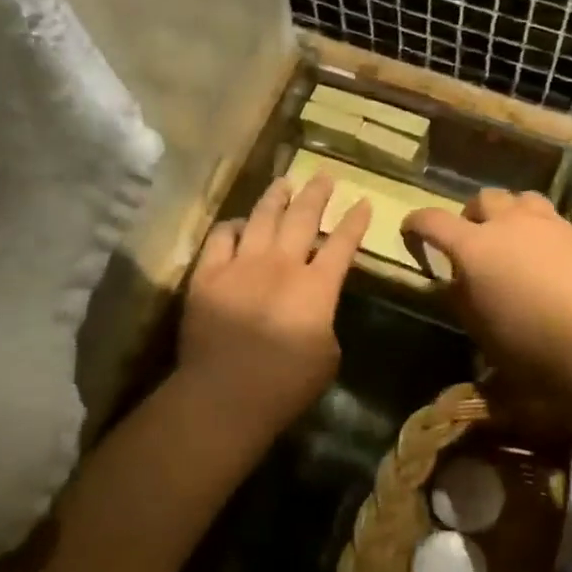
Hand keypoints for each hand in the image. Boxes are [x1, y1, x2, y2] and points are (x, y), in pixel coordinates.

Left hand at [178, 174, 368, 433]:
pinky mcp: (207, 275)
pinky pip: (221, 237)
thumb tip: (314, 309)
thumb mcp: (327, 356)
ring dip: (276, 197)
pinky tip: (239, 224)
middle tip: (324, 177)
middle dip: (317, 194)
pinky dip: (233, 226)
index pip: (342, 245)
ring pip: (261, 218)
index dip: (355, 222)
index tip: (363, 202)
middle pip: (302, 218)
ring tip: (285, 182)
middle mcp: (281, 265)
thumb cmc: (286, 385)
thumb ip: (324, 321)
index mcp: (317, 287)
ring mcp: (241, 265)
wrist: (225, 395)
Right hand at [401, 190, 571, 385]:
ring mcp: (548, 224)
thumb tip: (458, 279)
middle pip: (483, 199)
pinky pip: (551, 219)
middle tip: (472, 242)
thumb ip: (461, 294)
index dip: (416, 224)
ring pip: (520, 199)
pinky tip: (545, 258)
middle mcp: (508, 223)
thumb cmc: (525, 344)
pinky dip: (539, 230)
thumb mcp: (477, 326)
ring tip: (511, 240)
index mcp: (474, 246)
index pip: (432, 220)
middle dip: (471, 216)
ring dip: (508, 214)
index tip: (411, 232)